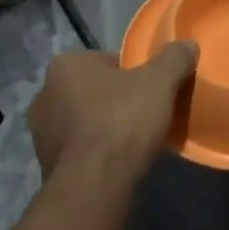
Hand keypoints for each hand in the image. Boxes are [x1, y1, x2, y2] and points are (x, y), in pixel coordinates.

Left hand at [28, 45, 197, 188]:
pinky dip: (96, 152)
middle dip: (117, 100)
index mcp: (65, 65)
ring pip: (85, 120)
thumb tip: (188, 44)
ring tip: (134, 141)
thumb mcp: (159, 82)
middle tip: (146, 114)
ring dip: (105, 127)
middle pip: (95, 91)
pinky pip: (79, 149)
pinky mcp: (45, 164)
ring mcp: (40, 132)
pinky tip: (118, 162)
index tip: (152, 91)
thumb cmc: (122, 121)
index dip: (135, 74)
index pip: (108, 62)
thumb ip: (174, 58)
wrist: (94, 185)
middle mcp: (45, 94)